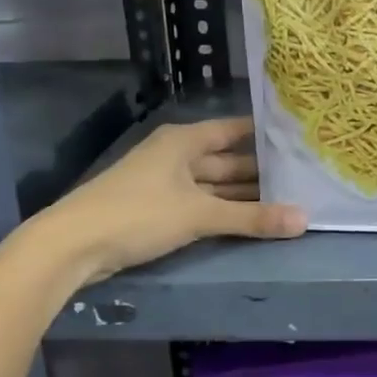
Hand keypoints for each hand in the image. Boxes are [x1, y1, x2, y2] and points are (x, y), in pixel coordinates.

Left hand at [29, 117, 305, 284]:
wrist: (72, 246)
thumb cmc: (138, 214)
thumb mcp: (199, 215)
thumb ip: (252, 218)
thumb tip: (304, 219)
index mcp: (184, 141)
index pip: (233, 130)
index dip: (263, 134)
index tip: (298, 139)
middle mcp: (175, 155)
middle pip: (225, 160)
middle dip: (259, 171)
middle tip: (301, 177)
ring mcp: (164, 183)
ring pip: (213, 185)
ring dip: (242, 195)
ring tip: (284, 200)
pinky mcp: (155, 209)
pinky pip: (199, 203)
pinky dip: (222, 210)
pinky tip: (247, 219)